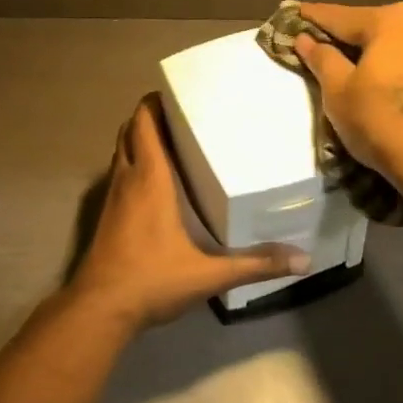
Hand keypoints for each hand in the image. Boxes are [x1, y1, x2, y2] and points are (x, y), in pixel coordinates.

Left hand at [67, 96, 309, 330]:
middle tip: (183, 117)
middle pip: (129, 132)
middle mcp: (126, 180)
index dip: (154, 102)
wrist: (99, 309)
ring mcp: (112, 199)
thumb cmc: (151, 280)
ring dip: (139, 142)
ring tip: (174, 143)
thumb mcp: (209, 274)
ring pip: (121, 154)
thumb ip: (255, 265)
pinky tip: (157, 185)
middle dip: (149, 118)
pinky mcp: (106, 217)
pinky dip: (134, 166)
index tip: (179, 93)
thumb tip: (303, 260)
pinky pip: (119, 176)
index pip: (143, 123)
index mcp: (149, 179)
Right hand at [293, 2, 402, 195]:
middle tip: (312, 43)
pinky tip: (373, 83)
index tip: (290, 13)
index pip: (340, 16)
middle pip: (369, 28)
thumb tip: (305, 39)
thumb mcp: (339, 91)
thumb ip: (322, 59)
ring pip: (391, 47)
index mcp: (393, 19)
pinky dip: (387, 69)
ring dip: (366, 55)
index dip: (311, 17)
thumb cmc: (382, 120)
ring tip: (340, 66)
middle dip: (341, 37)